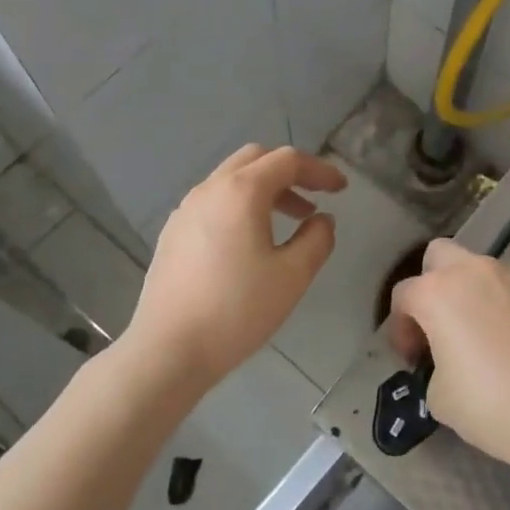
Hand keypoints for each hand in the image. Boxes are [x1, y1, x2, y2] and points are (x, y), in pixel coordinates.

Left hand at [126, 144, 345, 394]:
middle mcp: (210, 189)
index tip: (341, 188)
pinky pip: (213, 202)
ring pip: (231, 179)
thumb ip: (316, 239)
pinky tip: (250, 240)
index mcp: (241, 191)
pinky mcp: (173, 233)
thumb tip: (322, 220)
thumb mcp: (292, 276)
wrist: (168, 350)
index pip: (287, 161)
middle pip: (255, 159)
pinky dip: (240, 205)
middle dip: (290, 172)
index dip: (319, 170)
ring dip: (265, 189)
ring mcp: (185, 210)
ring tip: (290, 220)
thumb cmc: (237, 310)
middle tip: (314, 197)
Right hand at [385, 238, 509, 471]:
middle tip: (441, 324)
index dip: (400, 327)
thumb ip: (434, 366)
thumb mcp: (438, 397)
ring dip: (476, 293)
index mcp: (437, 292)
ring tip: (487, 333)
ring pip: (483, 269)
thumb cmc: (490, 405)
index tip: (413, 359)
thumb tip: (447, 361)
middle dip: (433, 283)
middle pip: (440, 255)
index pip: (403, 295)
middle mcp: (474, 270)